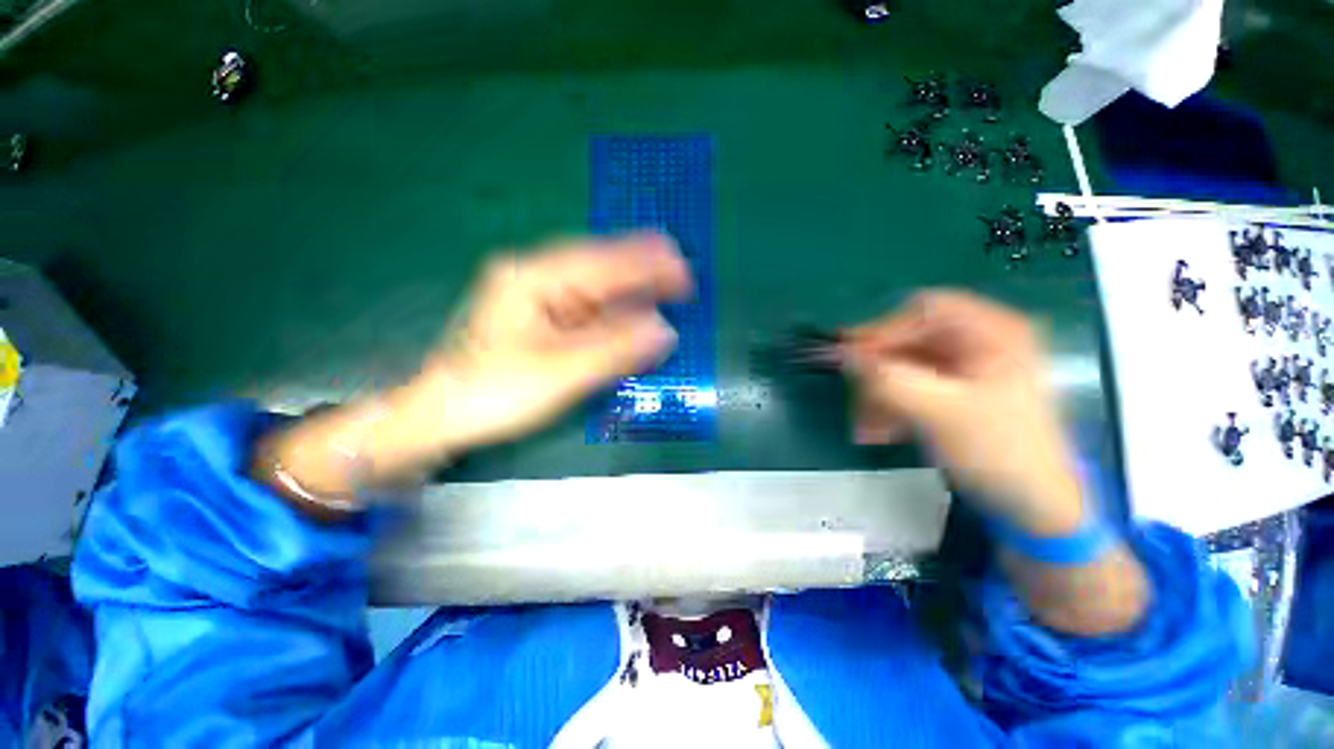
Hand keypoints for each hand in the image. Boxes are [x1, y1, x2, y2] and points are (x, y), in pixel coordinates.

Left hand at [390, 233, 692, 458]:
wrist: (441, 414)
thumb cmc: (494, 392)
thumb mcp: (561, 372)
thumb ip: (615, 349)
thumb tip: (665, 331)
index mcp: (533, 277)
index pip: (602, 262)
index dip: (645, 264)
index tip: (681, 268)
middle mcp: (535, 276)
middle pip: (599, 265)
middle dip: (641, 269)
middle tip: (682, 274)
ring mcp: (537, 295)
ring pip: (594, 285)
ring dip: (631, 288)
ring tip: (667, 286)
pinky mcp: (541, 317)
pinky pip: (586, 306)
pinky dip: (614, 309)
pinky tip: (634, 312)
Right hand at [839, 290, 1082, 533]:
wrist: (1034, 508)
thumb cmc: (999, 453)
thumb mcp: (940, 413)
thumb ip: (888, 379)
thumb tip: (841, 354)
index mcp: (993, 332)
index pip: (924, 311)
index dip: (884, 330)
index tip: (852, 357)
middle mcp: (978, 343)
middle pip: (908, 341)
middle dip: (877, 373)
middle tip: (852, 396)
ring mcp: (965, 371)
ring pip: (902, 369)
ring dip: (877, 396)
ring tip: (862, 427)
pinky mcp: (952, 395)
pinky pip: (909, 390)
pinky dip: (889, 408)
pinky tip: (876, 433)